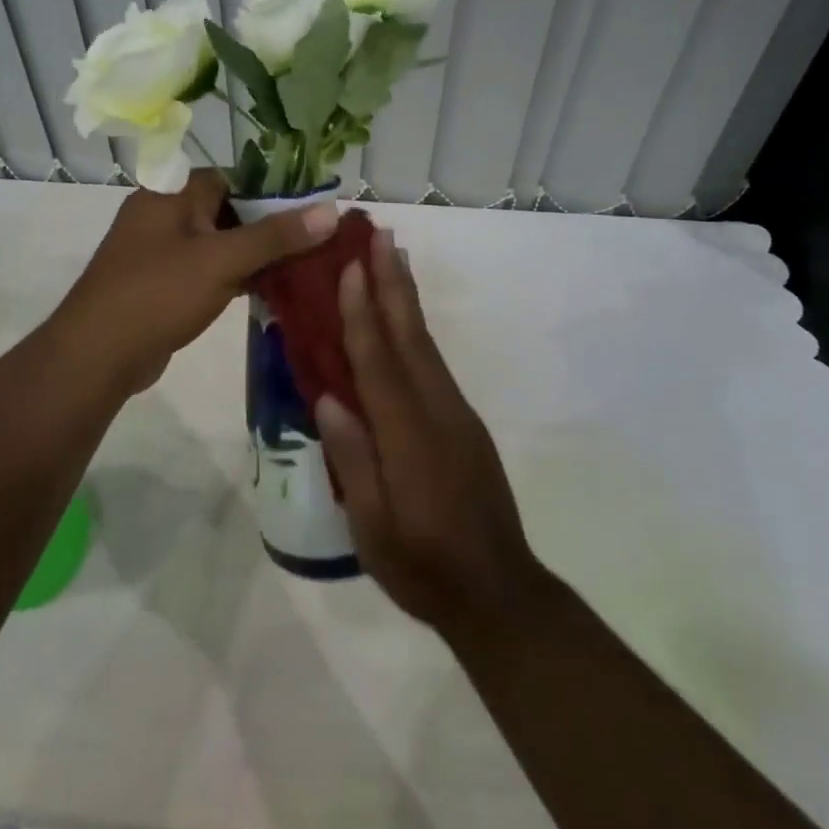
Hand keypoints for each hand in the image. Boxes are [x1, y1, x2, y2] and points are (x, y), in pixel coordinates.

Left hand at [53, 170, 337, 394]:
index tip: (308, 209)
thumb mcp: (222, 260)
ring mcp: (158, 253)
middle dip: (265, 227)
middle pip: (225, 211)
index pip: (228, 178)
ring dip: (251, 256)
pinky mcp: (160, 286)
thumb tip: (331, 210)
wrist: (98, 354)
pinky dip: (232, 278)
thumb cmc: (158, 293)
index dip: (268, 190)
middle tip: (311, 243)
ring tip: (298, 267)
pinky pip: (204, 272)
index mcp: (169, 194)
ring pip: (216, 244)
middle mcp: (161, 215)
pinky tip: (265, 291)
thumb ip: (275, 235)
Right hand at [315, 228, 547, 645]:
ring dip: (406, 296)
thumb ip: (353, 460)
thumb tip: (329, 397)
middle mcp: (437, 413)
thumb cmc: (424, 568)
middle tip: (376, 234)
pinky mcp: (463, 422)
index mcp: (409, 439)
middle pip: (409, 337)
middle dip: (391, 282)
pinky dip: (415, 329)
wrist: (499, 593)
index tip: (350, 267)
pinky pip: (433, 363)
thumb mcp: (373, 529)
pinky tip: (405, 318)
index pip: (378, 364)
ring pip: (425, 344)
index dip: (362, 313)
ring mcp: (456, 415)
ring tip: (391, 255)